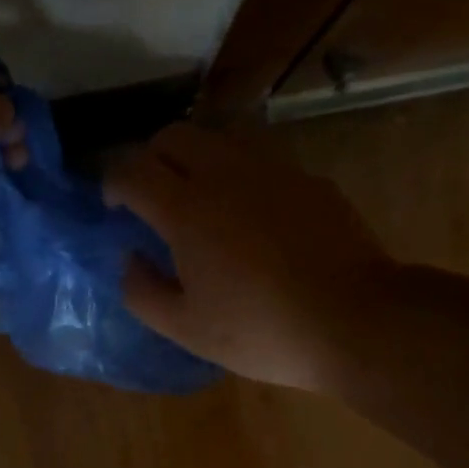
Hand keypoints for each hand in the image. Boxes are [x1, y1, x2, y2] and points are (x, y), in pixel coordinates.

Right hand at [103, 125, 400, 393]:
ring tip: (202, 204)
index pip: (132, 168)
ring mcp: (273, 170)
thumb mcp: (188, 329)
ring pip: (219, 140)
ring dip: (196, 161)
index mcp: (187, 209)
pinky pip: (261, 163)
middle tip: (153, 198)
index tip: (115, 206)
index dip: (113, 182)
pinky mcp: (309, 179)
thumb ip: (143, 292)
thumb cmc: (262, 332)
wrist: (355, 321)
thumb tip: (130, 259)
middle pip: (173, 136)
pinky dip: (241, 178)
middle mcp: (226, 174)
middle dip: (151, 159)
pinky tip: (255, 220)